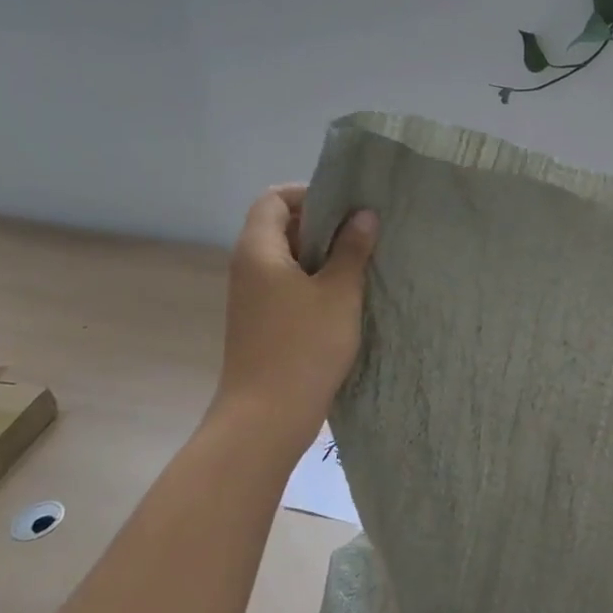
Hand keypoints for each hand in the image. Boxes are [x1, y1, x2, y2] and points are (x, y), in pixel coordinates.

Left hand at [211, 184, 377, 459]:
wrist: (266, 418)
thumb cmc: (304, 348)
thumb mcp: (339, 294)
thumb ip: (352, 249)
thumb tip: (364, 214)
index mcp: (259, 250)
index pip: (274, 198)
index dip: (309, 194)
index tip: (347, 207)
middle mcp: (248, 267)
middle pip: (281, 226)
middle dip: (323, 225)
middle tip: (364, 234)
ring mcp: (252, 297)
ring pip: (288, 259)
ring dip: (323, 256)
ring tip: (362, 263)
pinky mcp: (262, 322)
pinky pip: (287, 285)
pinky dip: (314, 282)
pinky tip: (346, 297)